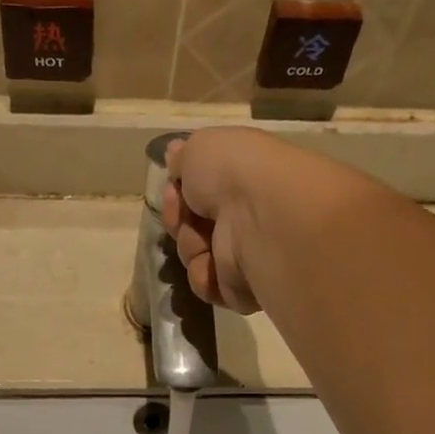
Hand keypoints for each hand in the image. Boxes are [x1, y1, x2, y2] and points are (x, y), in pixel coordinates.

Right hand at [162, 127, 273, 313]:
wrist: (261, 218)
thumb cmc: (234, 173)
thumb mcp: (201, 146)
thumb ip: (185, 156)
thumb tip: (176, 154)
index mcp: (243, 177)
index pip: (200, 189)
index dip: (179, 190)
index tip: (173, 188)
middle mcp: (246, 214)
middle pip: (193, 224)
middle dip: (180, 220)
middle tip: (184, 215)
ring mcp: (247, 252)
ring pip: (195, 254)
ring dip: (191, 247)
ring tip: (205, 243)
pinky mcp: (244, 287)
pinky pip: (208, 284)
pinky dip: (205, 275)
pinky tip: (215, 265)